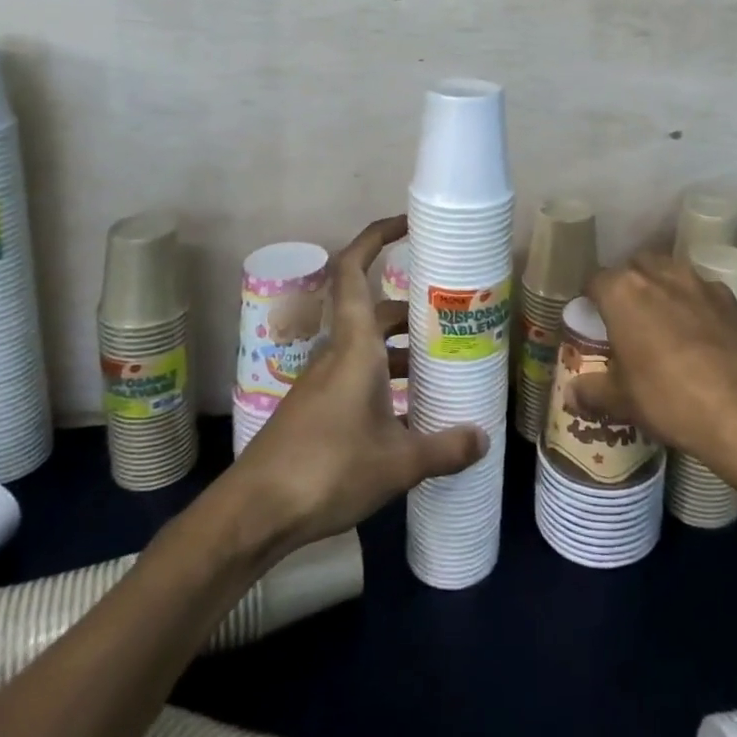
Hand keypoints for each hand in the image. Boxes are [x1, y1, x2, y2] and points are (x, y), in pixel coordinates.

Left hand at [230, 215, 488, 550]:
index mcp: (354, 346)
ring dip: (401, 352)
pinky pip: (357, 377)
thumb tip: (483, 438)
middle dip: (412, 313)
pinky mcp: (315, 410)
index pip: (354, 270)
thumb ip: (444, 448)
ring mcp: (323, 382)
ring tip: (440, 370)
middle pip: (375, 313)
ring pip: (368, 349)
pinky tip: (409, 415)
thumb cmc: (327, 470)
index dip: (376, 237)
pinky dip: (385, 382)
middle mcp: (336, 353)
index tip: (407, 224)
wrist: (253, 513)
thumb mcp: (397, 463)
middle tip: (451, 322)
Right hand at [573, 252, 736, 484]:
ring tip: (663, 325)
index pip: (595, 281)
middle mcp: (660, 275)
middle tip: (626, 321)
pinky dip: (695, 307)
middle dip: (628, 286)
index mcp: (623, 291)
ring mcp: (700, 284)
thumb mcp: (624, 402)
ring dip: (662, 290)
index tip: (592, 320)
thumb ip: (594, 392)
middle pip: (635, 267)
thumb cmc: (672, 399)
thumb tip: (572, 395)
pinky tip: (700, 339)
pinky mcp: (734, 300)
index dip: (591, 300)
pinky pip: (703, 294)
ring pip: (671, 274)